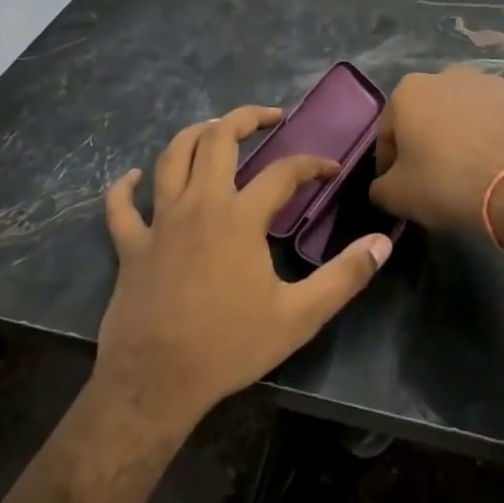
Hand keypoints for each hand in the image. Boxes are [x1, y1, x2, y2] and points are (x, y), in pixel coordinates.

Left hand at [96, 105, 393, 428]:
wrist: (155, 384)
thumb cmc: (229, 347)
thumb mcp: (299, 316)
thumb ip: (344, 277)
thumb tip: (383, 243)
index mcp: (239, 217)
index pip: (283, 172)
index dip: (312, 164)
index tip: (330, 170)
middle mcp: (199, 204)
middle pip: (218, 138)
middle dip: (246, 118)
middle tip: (270, 118)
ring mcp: (159, 221)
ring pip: (171, 157)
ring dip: (194, 134)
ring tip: (215, 128)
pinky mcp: (130, 245)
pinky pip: (121, 206)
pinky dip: (125, 186)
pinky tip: (133, 177)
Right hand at [370, 67, 503, 231]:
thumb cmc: (447, 184)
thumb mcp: (397, 196)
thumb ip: (380, 187)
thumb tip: (383, 186)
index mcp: (410, 91)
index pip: (389, 132)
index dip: (390, 162)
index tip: (398, 186)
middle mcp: (448, 75)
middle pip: (429, 115)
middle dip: (429, 140)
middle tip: (436, 177)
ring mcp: (492, 83)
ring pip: (466, 113)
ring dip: (464, 133)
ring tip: (472, 169)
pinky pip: (501, 119)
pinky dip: (497, 136)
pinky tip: (500, 163)